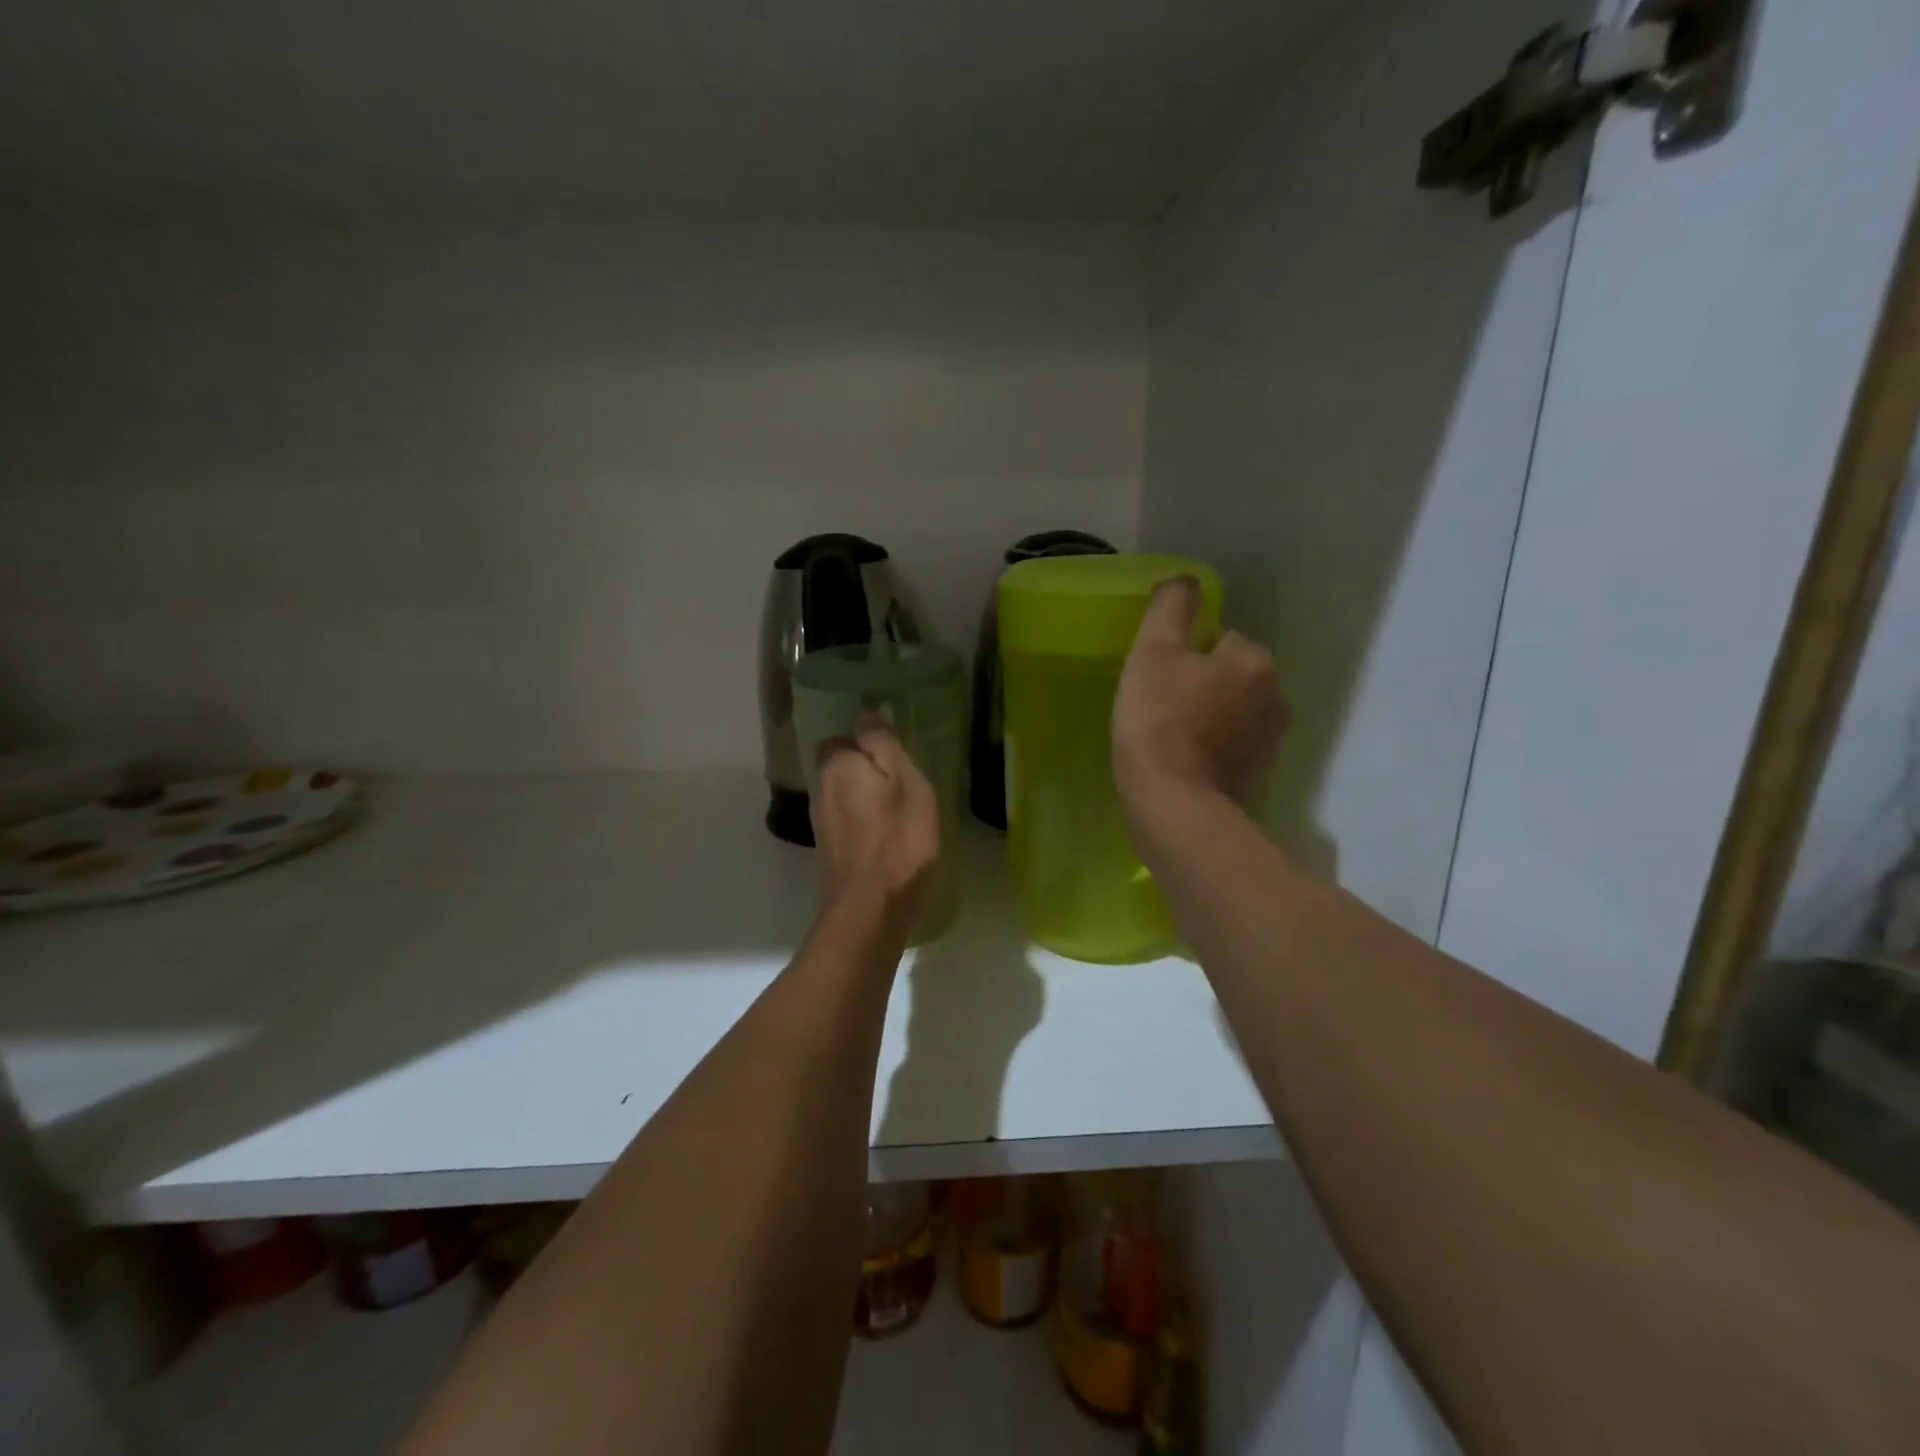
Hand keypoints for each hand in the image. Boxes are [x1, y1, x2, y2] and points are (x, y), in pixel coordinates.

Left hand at [811, 714, 940, 919]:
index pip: (845, 736)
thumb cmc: (898, 840)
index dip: (870, 743)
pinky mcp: (830, 850)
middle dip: (868, 770)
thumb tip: (864, 714)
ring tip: (902, 810)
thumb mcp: (906, 781)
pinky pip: (849, 820)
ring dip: (868, 798)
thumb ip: (883, 744)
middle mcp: (821, 788)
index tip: (898, 756)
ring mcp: (822, 822)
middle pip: (843, 766)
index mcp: (837, 765)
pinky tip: (890, 835)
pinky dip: (866, 822)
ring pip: (846, 794)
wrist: (871, 910)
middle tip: (906, 783)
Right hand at [1113, 577, 1286, 814]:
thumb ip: (1171, 608)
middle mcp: (1275, 697)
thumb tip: (1184, 580)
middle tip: (1159, 707)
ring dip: (1208, 717)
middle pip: (1229, 676)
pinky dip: (1211, 748)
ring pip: (1232, 711)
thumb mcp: (1153, 652)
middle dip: (1201, 685)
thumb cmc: (1158, 720)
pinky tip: (1183, 761)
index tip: (1158, 679)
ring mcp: (1269, 742)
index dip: (1184, 656)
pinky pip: (1231, 746)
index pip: (1219, 640)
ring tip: (1170, 736)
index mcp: (1254, 662)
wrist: (1172, 802)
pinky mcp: (1257, 776)